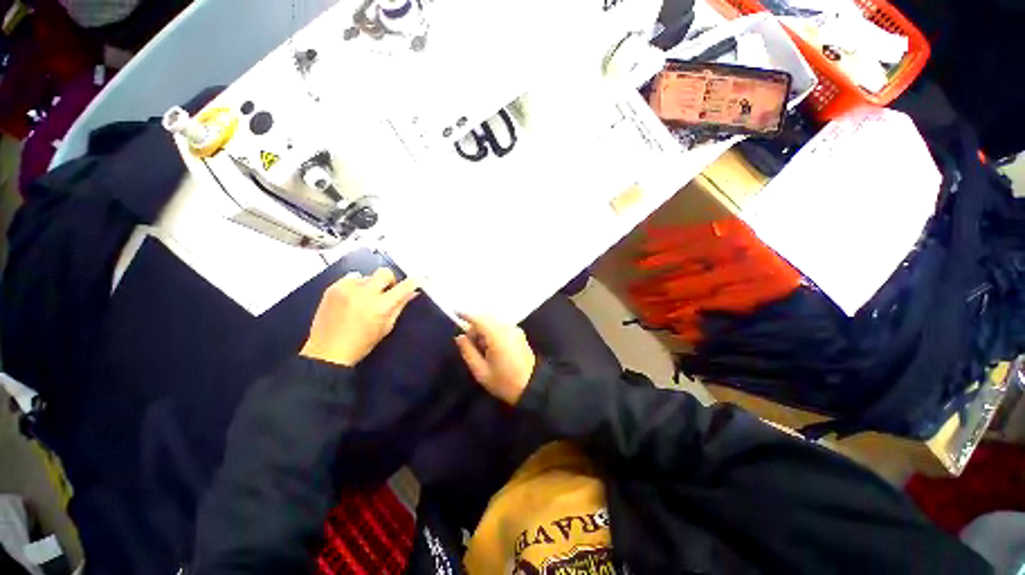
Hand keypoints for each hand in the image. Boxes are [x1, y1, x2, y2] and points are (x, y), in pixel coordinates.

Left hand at [300, 268, 418, 366]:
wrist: (327, 352)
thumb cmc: (361, 343)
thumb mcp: (386, 327)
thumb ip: (399, 306)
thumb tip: (412, 293)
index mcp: (381, 306)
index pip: (403, 287)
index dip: (413, 282)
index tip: (418, 279)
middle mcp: (365, 294)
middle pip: (384, 273)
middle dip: (389, 280)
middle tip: (386, 291)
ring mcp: (347, 289)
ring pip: (367, 275)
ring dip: (370, 285)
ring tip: (364, 299)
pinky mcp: (332, 288)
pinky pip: (350, 278)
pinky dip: (355, 285)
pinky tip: (352, 298)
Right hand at [455, 315, 536, 404]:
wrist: (533, 385)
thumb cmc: (505, 381)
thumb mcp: (481, 372)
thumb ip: (468, 352)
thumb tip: (460, 337)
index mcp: (496, 336)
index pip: (479, 319)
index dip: (466, 314)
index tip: (455, 312)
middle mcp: (507, 328)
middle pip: (486, 318)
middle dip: (475, 325)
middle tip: (468, 342)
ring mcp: (515, 329)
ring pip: (493, 322)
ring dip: (484, 329)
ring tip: (480, 348)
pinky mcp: (519, 333)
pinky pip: (501, 326)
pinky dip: (492, 330)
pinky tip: (490, 346)